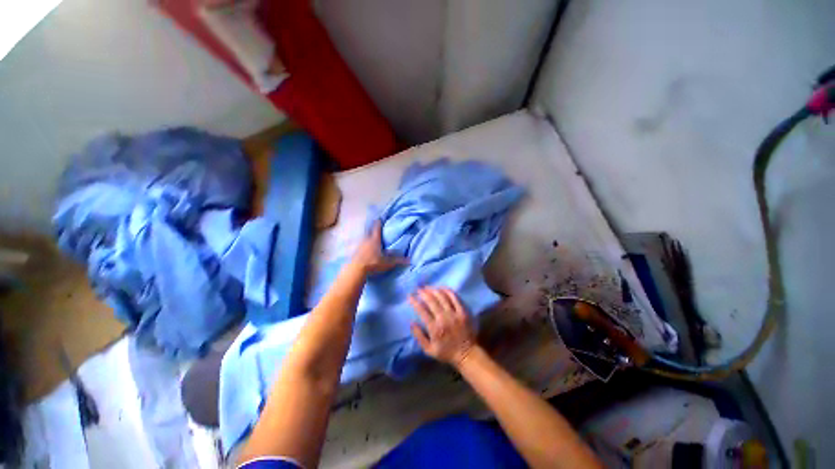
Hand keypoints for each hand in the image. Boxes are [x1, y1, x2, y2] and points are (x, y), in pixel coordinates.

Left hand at [351, 221, 406, 274]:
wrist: (356, 269)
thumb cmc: (373, 263)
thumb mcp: (387, 263)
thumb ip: (398, 260)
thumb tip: (410, 260)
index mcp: (375, 240)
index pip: (377, 228)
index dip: (379, 222)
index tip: (380, 217)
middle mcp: (367, 239)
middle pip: (369, 230)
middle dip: (373, 228)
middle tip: (376, 226)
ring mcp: (360, 244)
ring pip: (365, 236)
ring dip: (368, 235)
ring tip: (371, 236)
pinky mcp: (355, 250)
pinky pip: (361, 243)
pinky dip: (364, 243)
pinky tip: (365, 246)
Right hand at [409, 287, 476, 368]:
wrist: (467, 354)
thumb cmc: (446, 352)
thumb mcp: (429, 350)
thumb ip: (419, 336)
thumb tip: (411, 322)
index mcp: (434, 328)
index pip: (421, 310)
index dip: (414, 301)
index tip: (410, 296)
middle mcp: (443, 318)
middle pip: (431, 300)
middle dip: (423, 292)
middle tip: (418, 289)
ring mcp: (454, 314)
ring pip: (442, 296)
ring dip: (433, 290)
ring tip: (428, 287)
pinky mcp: (463, 311)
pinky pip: (454, 297)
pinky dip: (447, 291)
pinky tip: (441, 288)